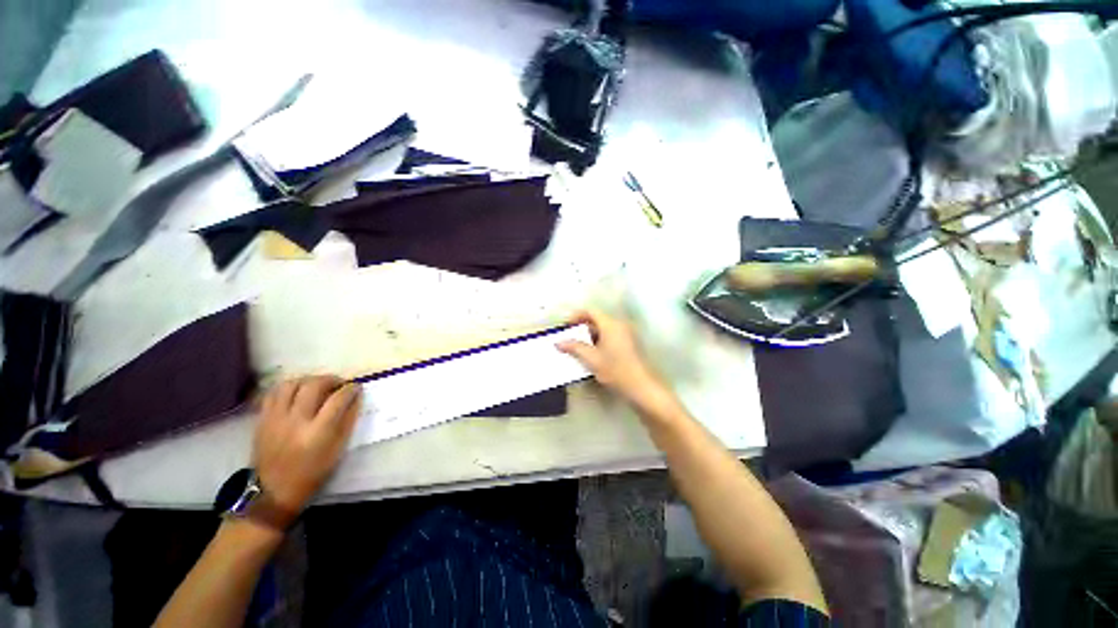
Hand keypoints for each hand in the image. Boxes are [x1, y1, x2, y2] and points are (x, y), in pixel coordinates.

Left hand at [253, 376, 360, 518]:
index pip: (338, 399)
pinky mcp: (262, 419)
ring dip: (308, 380)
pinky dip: (287, 387)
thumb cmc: (312, 473)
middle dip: (331, 379)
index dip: (351, 389)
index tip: (357, 387)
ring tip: (317, 385)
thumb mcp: (337, 450)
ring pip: (291, 384)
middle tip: (339, 384)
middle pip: (314, 385)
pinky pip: (273, 393)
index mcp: (318, 432)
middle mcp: (295, 421)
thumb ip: (348, 420)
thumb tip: (356, 398)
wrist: (273, 491)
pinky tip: (297, 391)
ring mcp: (275, 419)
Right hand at [557, 310, 679, 418]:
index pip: (591, 311)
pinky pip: (611, 336)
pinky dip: (600, 340)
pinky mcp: (630, 344)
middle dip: (582, 327)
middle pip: (598, 319)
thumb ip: (575, 348)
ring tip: (579, 348)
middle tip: (570, 338)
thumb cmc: (616, 370)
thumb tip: (559, 342)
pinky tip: (593, 354)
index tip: (566, 326)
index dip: (576, 316)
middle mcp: (620, 325)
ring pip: (604, 328)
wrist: (642, 387)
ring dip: (590, 335)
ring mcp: (627, 334)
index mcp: (611, 324)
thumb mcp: (592, 359)